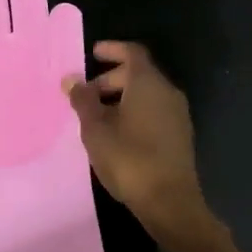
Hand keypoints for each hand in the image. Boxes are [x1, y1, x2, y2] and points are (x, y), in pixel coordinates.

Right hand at [65, 41, 212, 245]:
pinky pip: (153, 111)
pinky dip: (133, 112)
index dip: (112, 49)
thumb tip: (72, 79)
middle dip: (110, 78)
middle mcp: (167, 92)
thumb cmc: (128, 158)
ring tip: (96, 117)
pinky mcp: (179, 135)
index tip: (92, 54)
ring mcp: (177, 114)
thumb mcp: (96, 129)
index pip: (132, 52)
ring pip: (146, 94)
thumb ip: (83, 101)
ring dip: (121, 98)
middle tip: (86, 94)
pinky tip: (115, 133)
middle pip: (138, 74)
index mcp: (148, 83)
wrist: (169, 201)